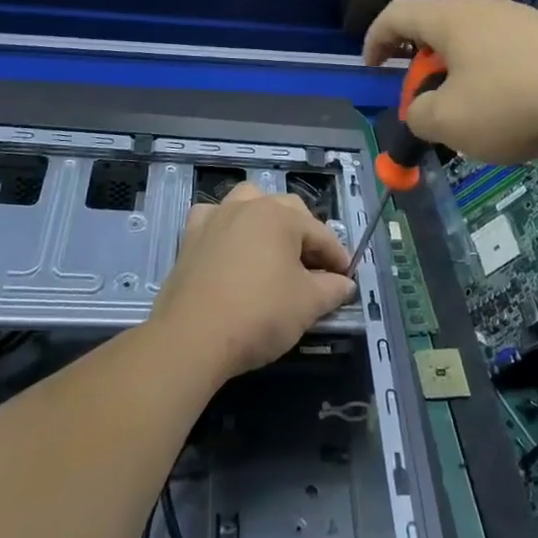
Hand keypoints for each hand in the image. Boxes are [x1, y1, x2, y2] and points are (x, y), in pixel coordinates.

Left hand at [151, 182, 356, 384]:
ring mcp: (217, 217)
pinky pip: (214, 217)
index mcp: (282, 216)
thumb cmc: (259, 315)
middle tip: (314, 269)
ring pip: (249, 201)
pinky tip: (230, 245)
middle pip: (288, 210)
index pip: (321, 233)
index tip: (347, 278)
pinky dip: (226, 225)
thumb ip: (332, 289)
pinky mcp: (190, 236)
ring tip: (273, 246)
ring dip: (266, 218)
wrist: (193, 337)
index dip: (338, 256)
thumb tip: (345, 283)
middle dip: (305, 235)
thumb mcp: (307, 305)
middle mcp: (250, 205)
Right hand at [363, 0, 537, 164]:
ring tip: (468, 115)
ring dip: (458, 76)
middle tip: (425, 104)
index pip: (396, 14)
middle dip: (421, 67)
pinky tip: (510, 112)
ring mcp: (521, 20)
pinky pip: (504, 54)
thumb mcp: (449, 122)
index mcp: (451, 19)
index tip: (372, 69)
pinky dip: (491, 79)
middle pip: (436, 29)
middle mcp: (484, 9)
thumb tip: (423, 109)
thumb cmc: (513, 104)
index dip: (375, 40)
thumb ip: (419, 115)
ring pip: (472, 44)